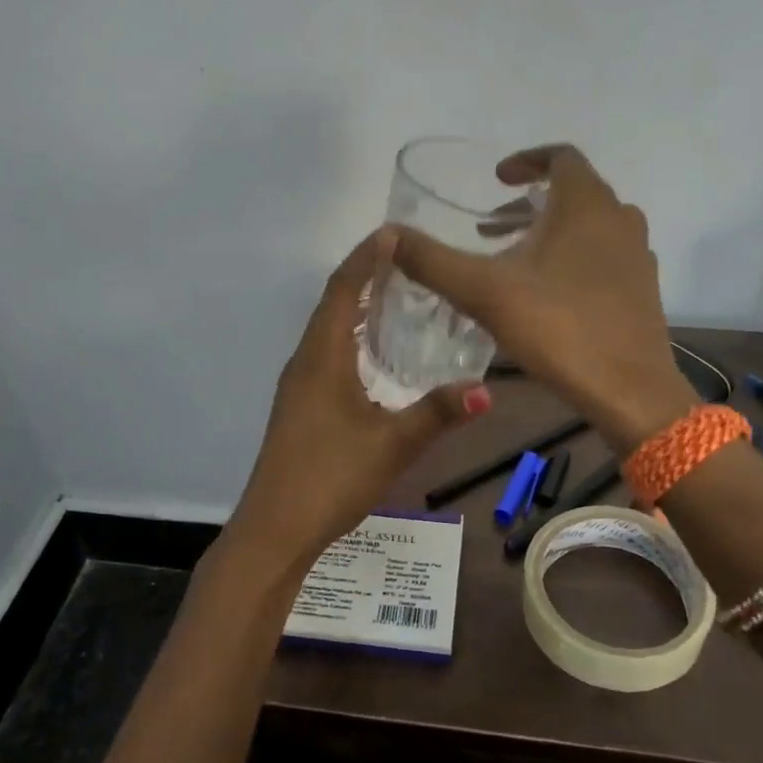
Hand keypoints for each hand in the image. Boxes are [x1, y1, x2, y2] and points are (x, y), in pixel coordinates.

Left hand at [227, 229, 491, 573]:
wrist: (276, 529)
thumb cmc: (330, 477)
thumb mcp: (392, 444)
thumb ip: (437, 414)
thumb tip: (486, 390)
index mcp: (322, 358)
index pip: (342, 290)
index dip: (366, 258)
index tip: (393, 233)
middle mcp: (305, 362)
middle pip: (332, 304)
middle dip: (364, 275)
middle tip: (405, 259)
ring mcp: (298, 385)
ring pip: (327, 330)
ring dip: (355, 306)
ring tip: (395, 293)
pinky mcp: (300, 406)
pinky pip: (326, 353)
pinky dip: (351, 337)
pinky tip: (374, 353)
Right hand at [391, 144, 696, 453]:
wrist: (629, 391)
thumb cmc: (559, 328)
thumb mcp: (484, 292)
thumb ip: (432, 261)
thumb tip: (387, 235)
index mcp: (587, 204)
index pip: (561, 156)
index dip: (526, 161)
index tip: (496, 179)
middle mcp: (620, 219)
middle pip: (574, 192)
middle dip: (530, 203)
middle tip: (491, 226)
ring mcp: (637, 256)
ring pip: (589, 226)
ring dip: (550, 231)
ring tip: (512, 259)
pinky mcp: (642, 290)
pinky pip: (603, 256)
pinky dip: (572, 258)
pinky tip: (545, 295)